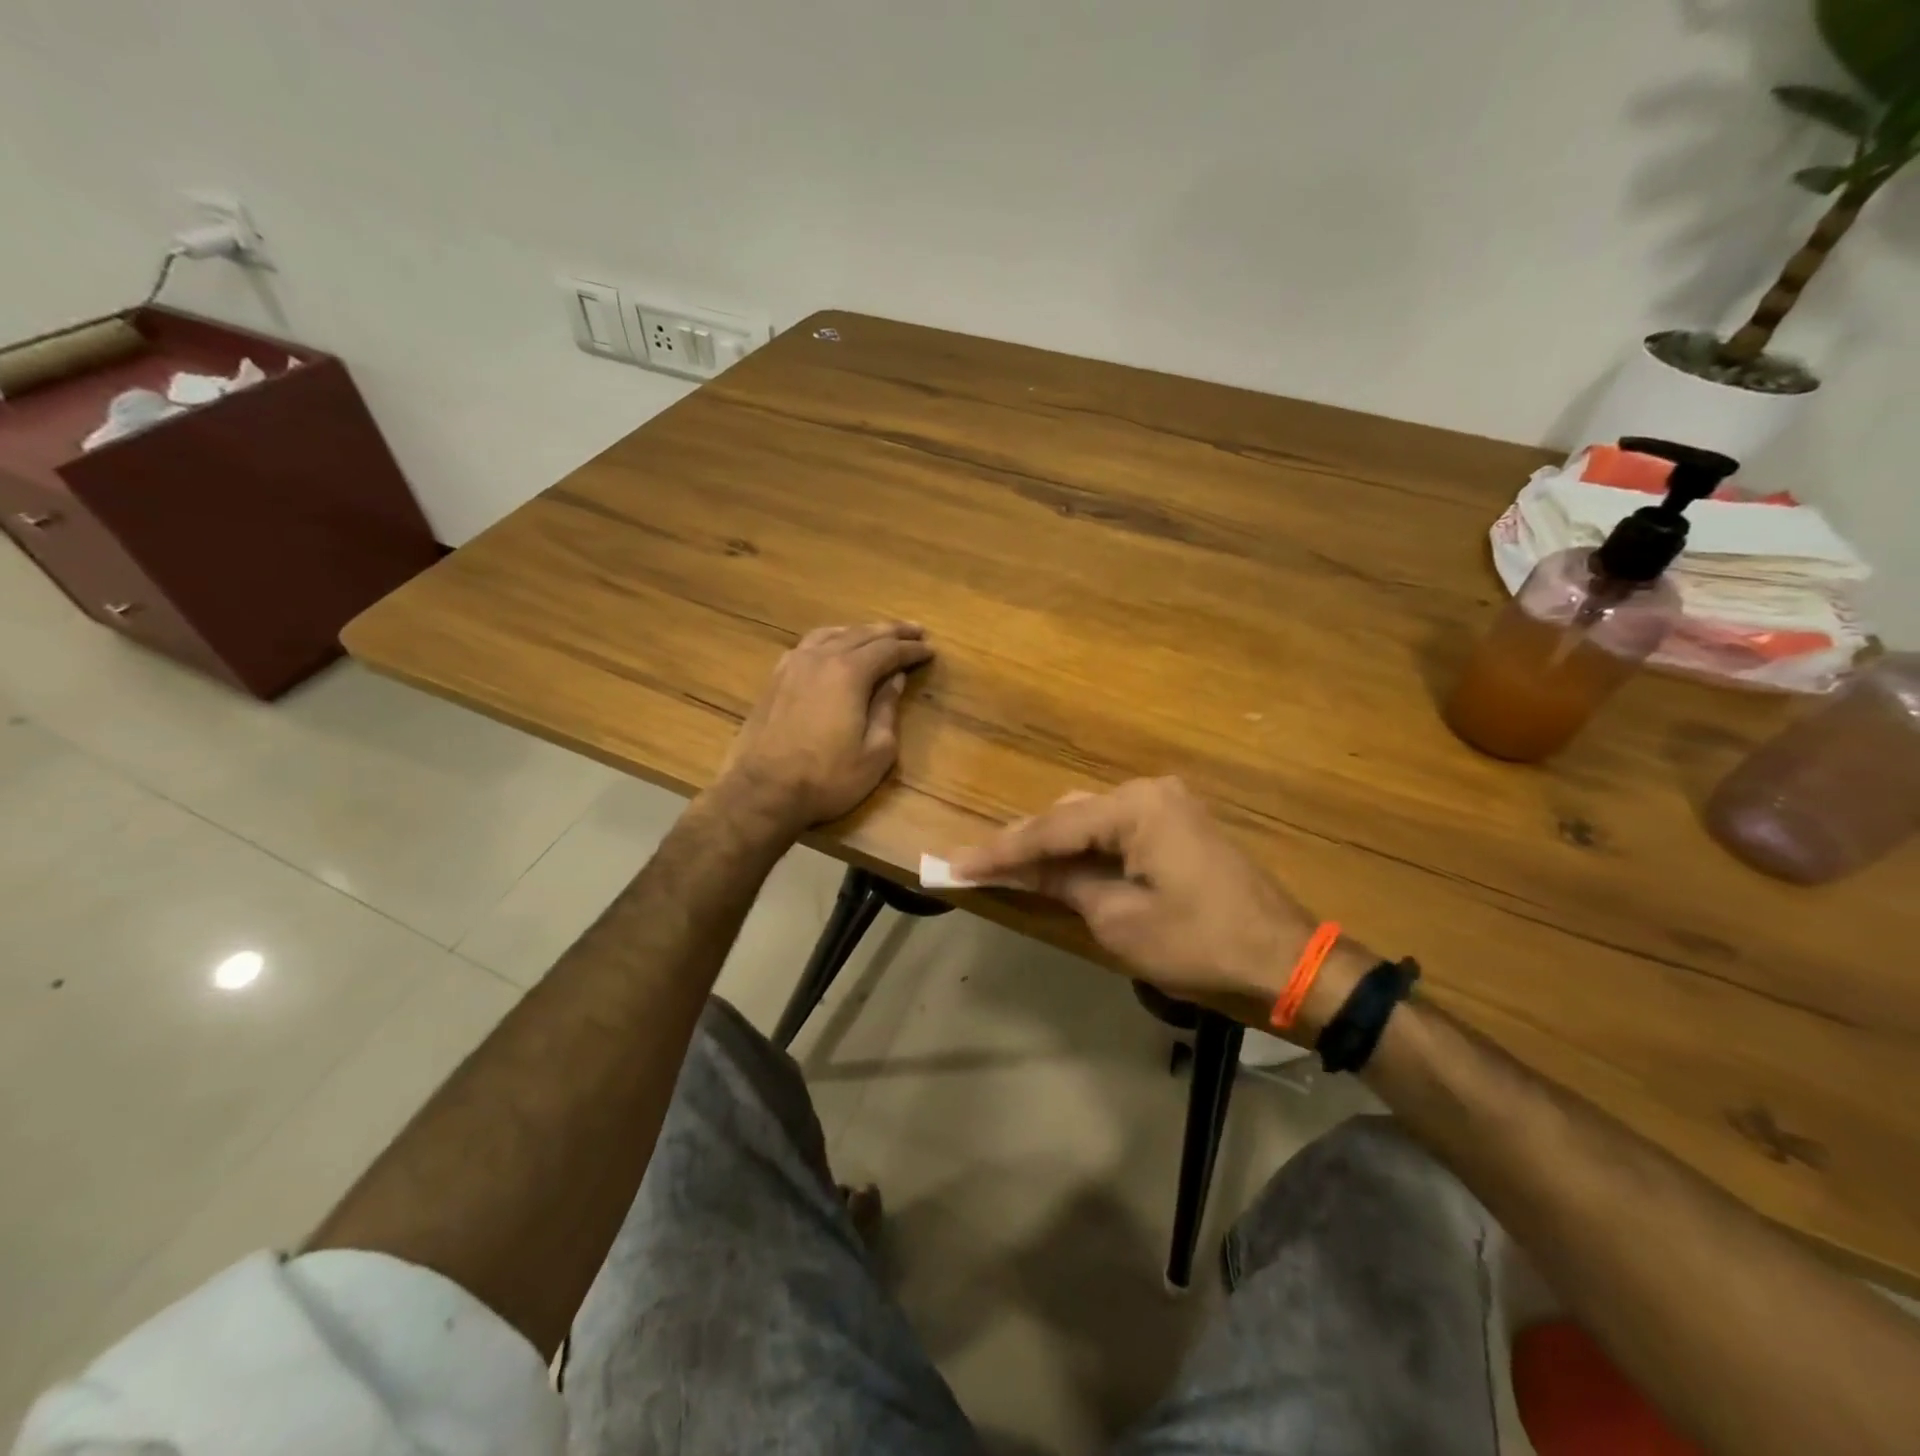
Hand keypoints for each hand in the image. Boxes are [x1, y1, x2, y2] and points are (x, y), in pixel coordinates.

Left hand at [712, 622, 933, 838]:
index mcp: (849, 673)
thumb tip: (894, 680)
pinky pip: (808, 645)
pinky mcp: (775, 678)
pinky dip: (831, 639)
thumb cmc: (827, 778)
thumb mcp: (875, 753)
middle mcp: (821, 658)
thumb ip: (887, 710)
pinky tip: (834, 647)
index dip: (912, 650)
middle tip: (915, 631)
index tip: (930, 649)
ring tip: (877, 634)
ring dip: (860, 631)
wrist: (763, 791)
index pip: (889, 650)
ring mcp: (793, 665)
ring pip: (832, 633)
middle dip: (892, 631)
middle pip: (862, 634)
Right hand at [949, 778, 1368, 1032]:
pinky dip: (1087, 850)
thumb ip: (1064, 884)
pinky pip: (1119, 831)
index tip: (955, 863)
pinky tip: (1061, 867)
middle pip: (1070, 816)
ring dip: (1054, 846)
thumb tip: (1021, 871)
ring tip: (1009, 868)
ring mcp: (1170, 806)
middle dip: (1025, 844)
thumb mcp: (1119, 920)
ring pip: (1092, 821)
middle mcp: (1151, 792)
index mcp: (1137, 807)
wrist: (1288, 960)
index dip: (1001, 850)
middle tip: (978, 865)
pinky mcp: (1181, 827)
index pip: (1051, 828)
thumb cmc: (1199, 944)